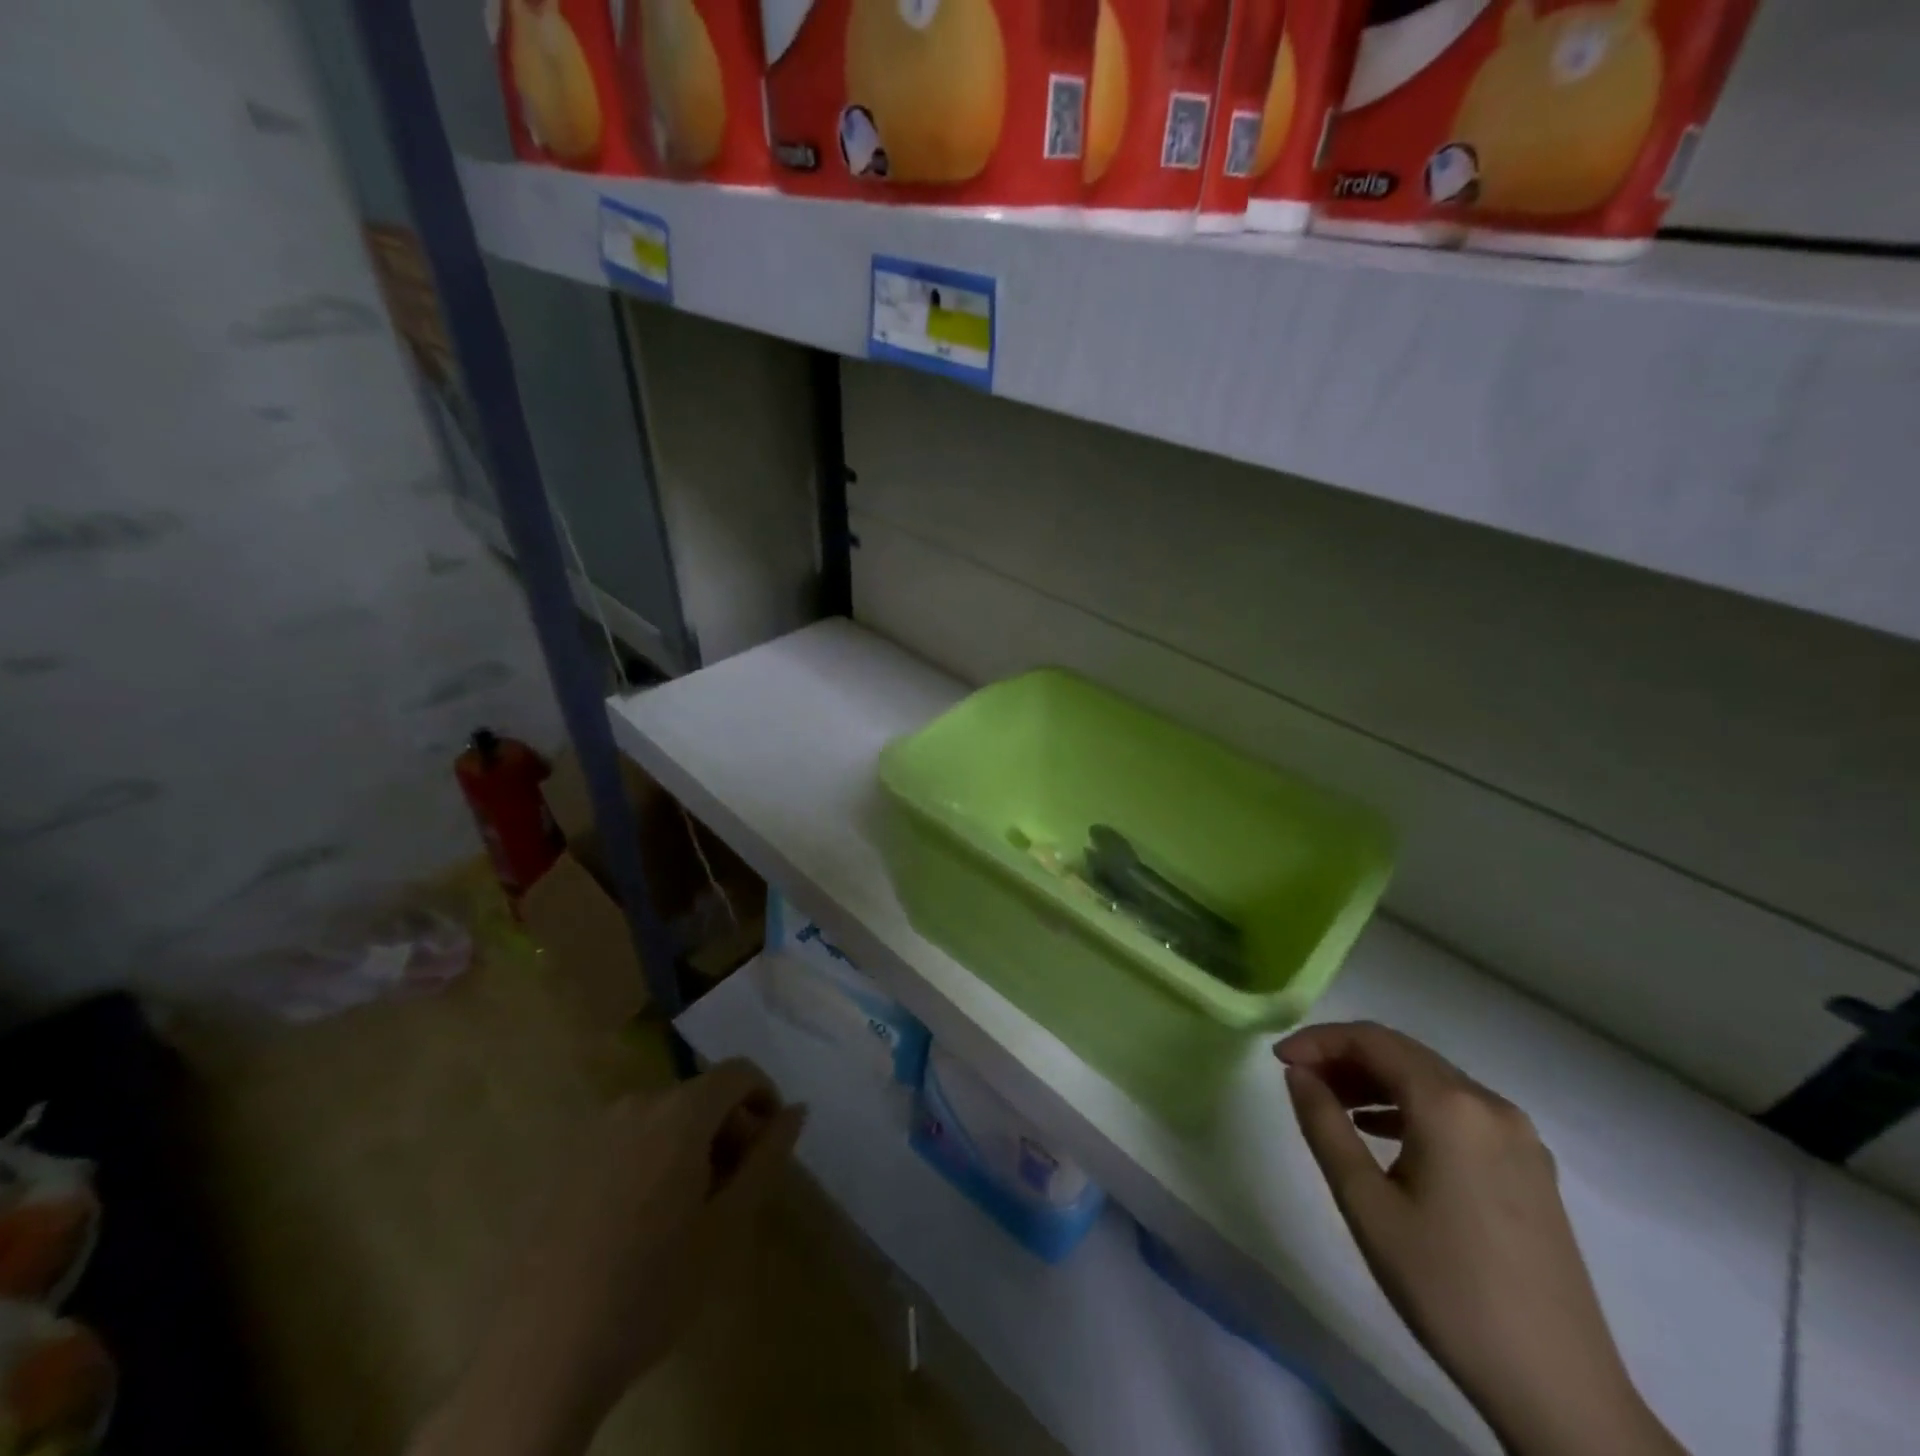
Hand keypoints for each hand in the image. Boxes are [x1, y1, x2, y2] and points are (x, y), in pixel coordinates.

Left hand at [412, 1059, 805, 1455]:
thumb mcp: (729, 1226)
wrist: (541, 1357)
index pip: (738, 1072)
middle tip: (734, 1191)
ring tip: (689, 1213)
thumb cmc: (652, 1289)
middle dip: (728, 1129)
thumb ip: (768, 1156)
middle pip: (701, 1095)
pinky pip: (628, 1141)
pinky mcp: (565, 1163)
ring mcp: (594, 1132)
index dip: (764, 1099)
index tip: (769, 1149)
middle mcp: (637, 1104)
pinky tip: (641, 1224)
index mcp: (680, 1112)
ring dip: (691, 1146)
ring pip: (664, 1118)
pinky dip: (652, 1160)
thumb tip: (797, 1109)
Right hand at [1275, 1023, 1682, 1455]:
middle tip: (1299, 1081)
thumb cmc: (1447, 1289)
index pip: (1372, 1040)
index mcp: (1451, 1106)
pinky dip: (1412, 1107)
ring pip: (1431, 1081)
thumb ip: (1324, 1125)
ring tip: (1333, 1108)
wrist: (1560, 1389)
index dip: (1319, 1040)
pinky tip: (1384, 1136)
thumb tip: (1298, 1073)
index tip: (1278, 1060)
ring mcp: (1519, 1136)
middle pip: (1403, 1053)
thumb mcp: (1366, 1204)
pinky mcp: (1531, 1166)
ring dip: (1377, 1082)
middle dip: (1345, 1058)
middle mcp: (1490, 1104)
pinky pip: (1459, 1111)